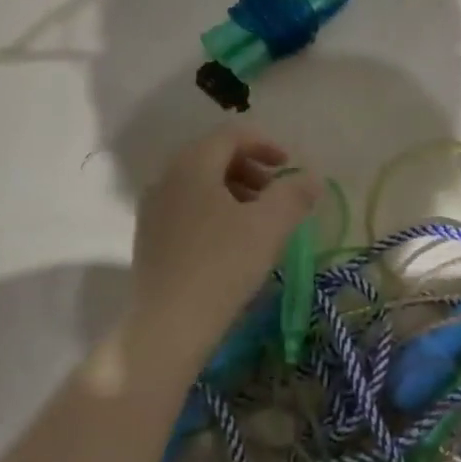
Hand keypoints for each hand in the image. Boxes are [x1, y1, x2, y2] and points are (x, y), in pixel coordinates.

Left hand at [132, 127, 319, 335]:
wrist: (168, 326)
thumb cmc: (222, 265)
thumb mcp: (269, 225)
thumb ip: (294, 194)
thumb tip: (311, 177)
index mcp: (192, 165)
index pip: (231, 135)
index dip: (265, 144)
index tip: (289, 166)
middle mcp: (166, 178)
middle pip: (214, 157)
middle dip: (251, 169)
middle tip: (276, 194)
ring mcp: (153, 210)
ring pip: (200, 185)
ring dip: (234, 192)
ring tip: (259, 221)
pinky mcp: (149, 239)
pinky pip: (187, 208)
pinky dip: (215, 212)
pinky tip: (232, 244)